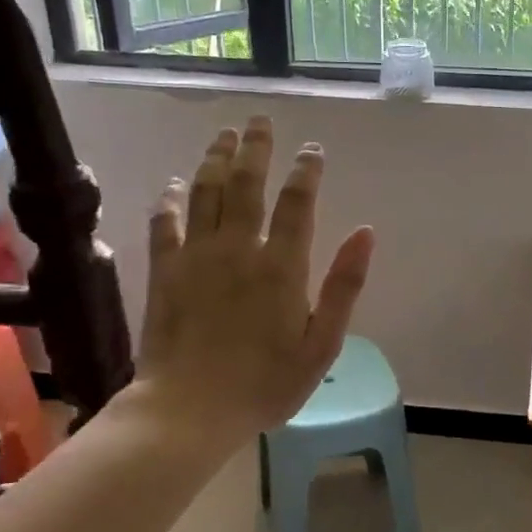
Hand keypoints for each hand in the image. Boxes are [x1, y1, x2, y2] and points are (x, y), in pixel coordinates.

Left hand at [126, 117, 373, 455]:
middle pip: (247, 184)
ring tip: (225, 135)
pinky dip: (169, 200)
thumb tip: (366, 233)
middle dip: (256, 148)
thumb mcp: (321, 344)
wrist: (189, 410)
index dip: (306, 171)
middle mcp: (238, 249)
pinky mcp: (164, 272)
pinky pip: (165, 224)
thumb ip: (344, 286)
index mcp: (281, 266)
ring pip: (206, 193)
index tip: (312, 150)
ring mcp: (196, 257)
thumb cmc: (265, 384)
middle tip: (260, 121)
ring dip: (216, 159)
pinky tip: (173, 184)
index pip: (297, 203)